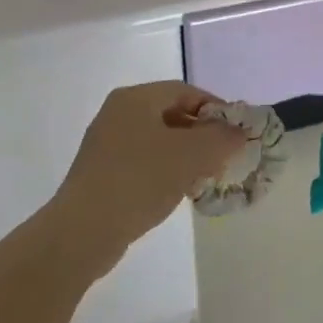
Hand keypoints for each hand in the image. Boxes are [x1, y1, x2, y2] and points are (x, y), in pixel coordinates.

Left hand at [43, 82, 246, 273]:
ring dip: (186, 154)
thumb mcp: (192, 155)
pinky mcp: (101, 173)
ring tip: (205, 177)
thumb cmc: (140, 180)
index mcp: (136, 98)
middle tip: (224, 156)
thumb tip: (238, 133)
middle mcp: (118, 113)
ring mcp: (106, 144)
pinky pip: (143, 161)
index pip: (186, 91)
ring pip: (158, 140)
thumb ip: (222, 138)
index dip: (216, 108)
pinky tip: (177, 192)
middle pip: (172, 114)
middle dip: (202, 134)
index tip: (236, 132)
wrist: (84, 231)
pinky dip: (165, 170)